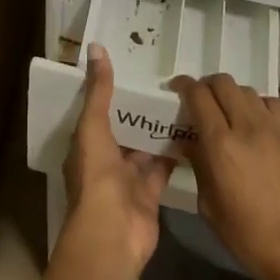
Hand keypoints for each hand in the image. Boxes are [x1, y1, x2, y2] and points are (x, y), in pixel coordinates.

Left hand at [62, 44, 175, 279]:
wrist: (114, 232)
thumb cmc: (97, 176)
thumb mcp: (93, 126)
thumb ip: (99, 90)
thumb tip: (96, 47)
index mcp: (86, 144)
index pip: (98, 111)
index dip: (111, 91)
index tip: (133, 66)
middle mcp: (105, 160)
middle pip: (124, 128)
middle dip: (140, 109)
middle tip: (165, 81)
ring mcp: (129, 178)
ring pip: (146, 146)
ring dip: (160, 128)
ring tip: (183, 99)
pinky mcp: (151, 191)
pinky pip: (164, 165)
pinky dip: (176, 152)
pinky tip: (194, 130)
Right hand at [169, 73, 279, 279]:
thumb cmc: (248, 237)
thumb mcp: (209, 206)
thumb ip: (198, 166)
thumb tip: (188, 144)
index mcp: (221, 146)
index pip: (199, 96)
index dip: (184, 86)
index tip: (177, 88)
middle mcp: (248, 127)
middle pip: (224, 83)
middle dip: (207, 86)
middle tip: (200, 100)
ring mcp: (276, 129)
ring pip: (248, 91)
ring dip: (233, 96)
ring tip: (229, 112)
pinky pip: (273, 105)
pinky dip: (258, 106)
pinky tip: (256, 123)